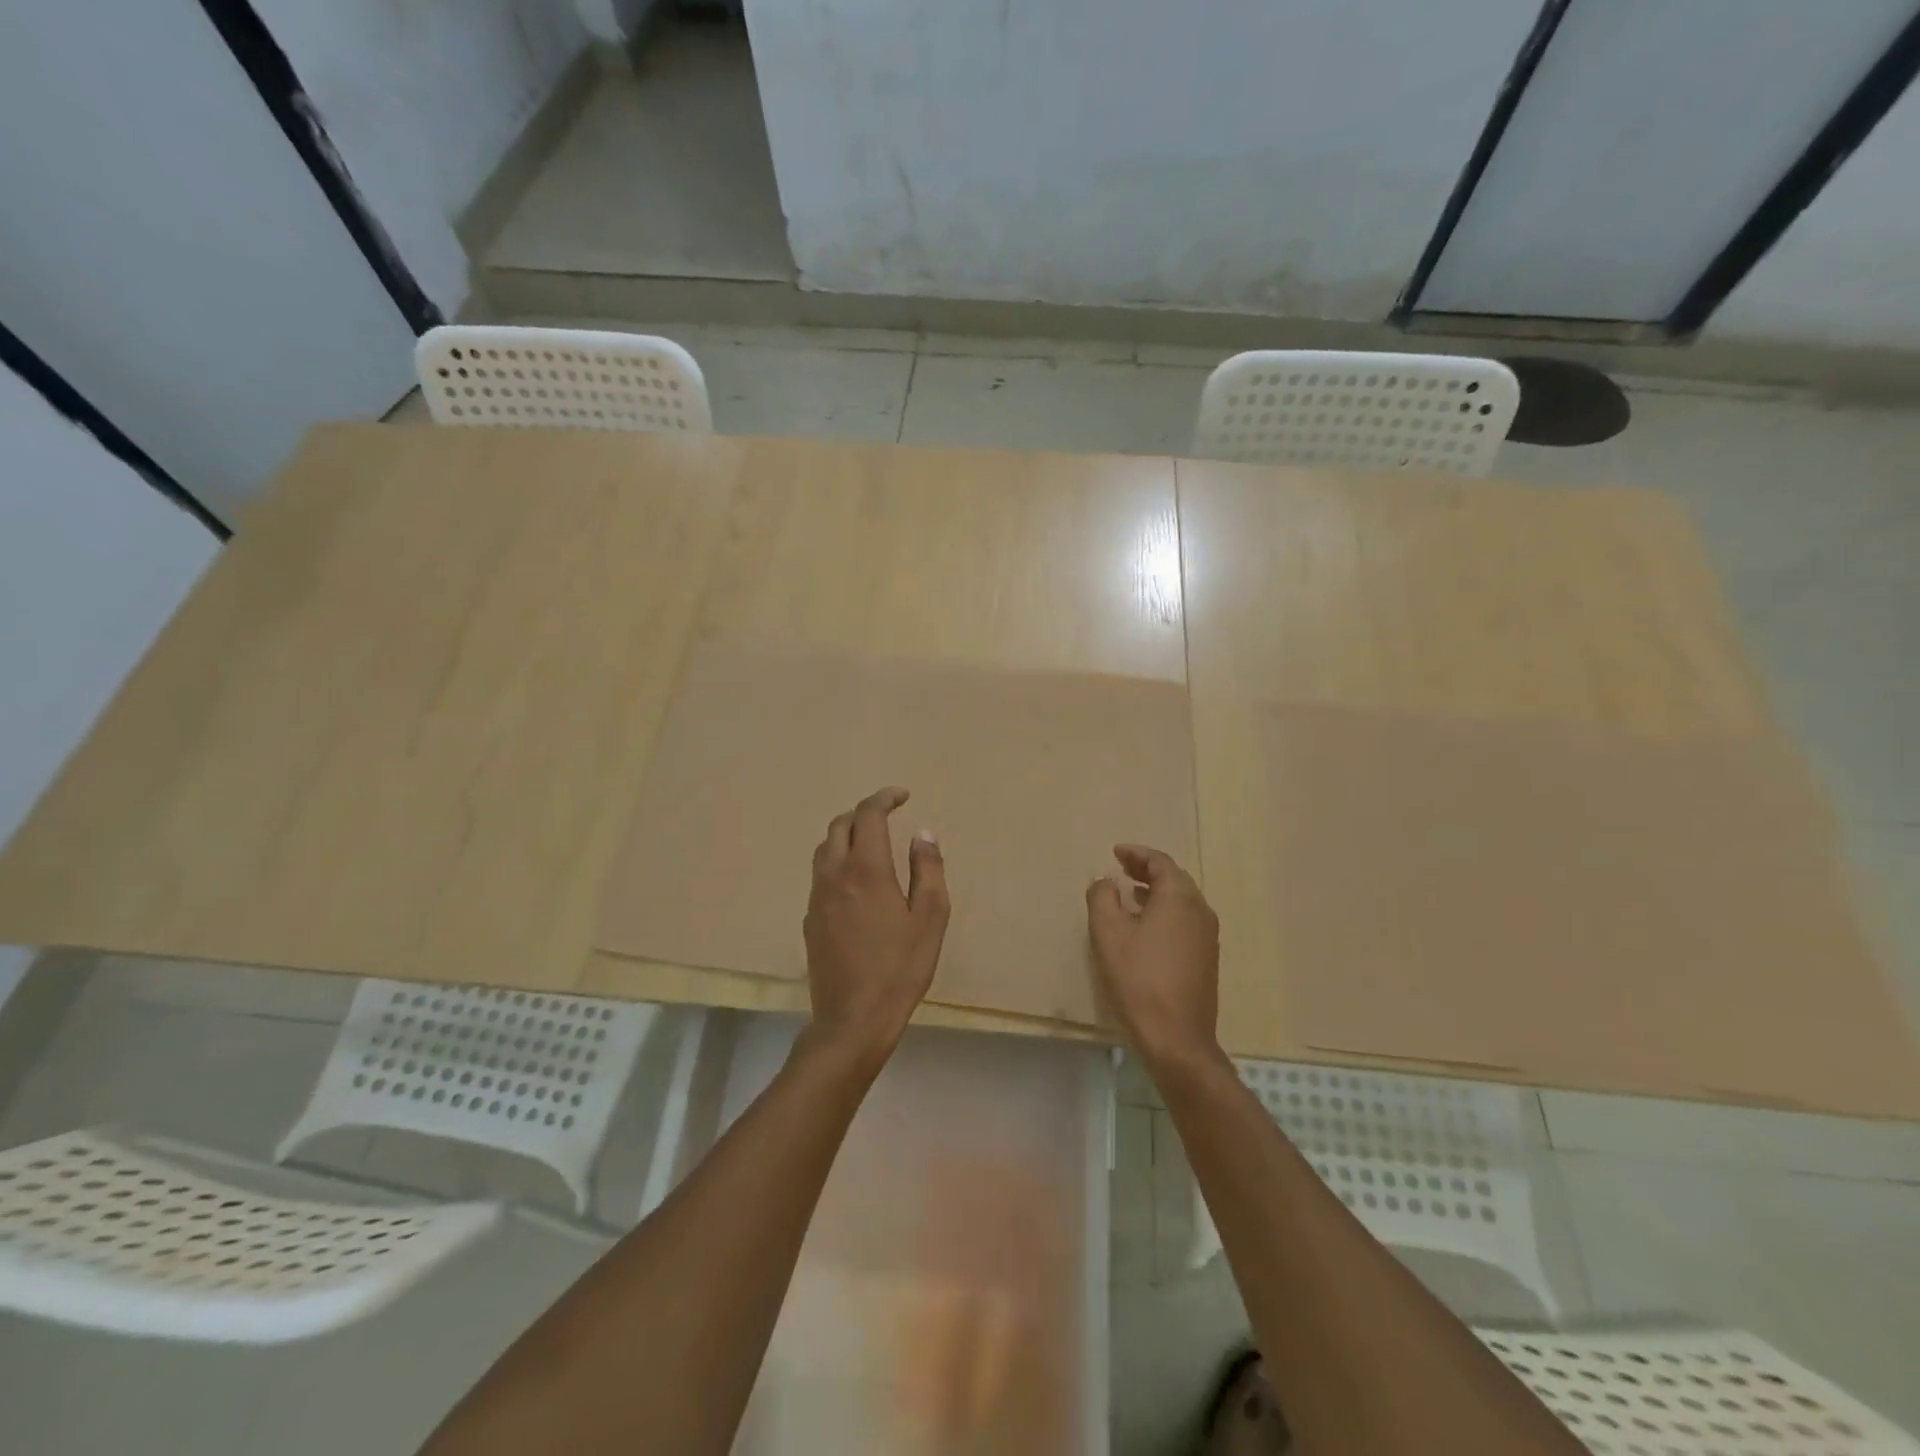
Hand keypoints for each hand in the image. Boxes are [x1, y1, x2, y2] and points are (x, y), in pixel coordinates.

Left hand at [802, 786, 950, 1066]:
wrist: (852, 1019)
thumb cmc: (900, 968)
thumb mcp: (930, 918)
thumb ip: (927, 869)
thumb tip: (923, 834)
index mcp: (866, 869)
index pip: (868, 815)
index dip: (884, 798)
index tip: (902, 795)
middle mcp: (834, 875)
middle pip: (839, 825)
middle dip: (863, 813)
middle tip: (887, 816)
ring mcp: (816, 897)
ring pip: (824, 849)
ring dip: (846, 834)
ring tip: (870, 842)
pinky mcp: (809, 919)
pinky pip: (820, 875)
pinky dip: (837, 862)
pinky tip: (855, 882)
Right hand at [1086, 844, 1220, 1071]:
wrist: (1177, 1037)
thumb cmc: (1139, 978)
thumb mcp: (1108, 933)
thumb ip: (1102, 897)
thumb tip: (1106, 881)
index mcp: (1179, 897)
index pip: (1160, 862)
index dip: (1136, 853)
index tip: (1116, 852)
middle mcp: (1200, 910)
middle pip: (1174, 878)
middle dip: (1147, 870)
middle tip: (1122, 868)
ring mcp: (1207, 936)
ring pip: (1181, 900)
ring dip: (1156, 891)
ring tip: (1130, 894)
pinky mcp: (1206, 958)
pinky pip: (1185, 920)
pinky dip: (1165, 911)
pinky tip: (1146, 927)